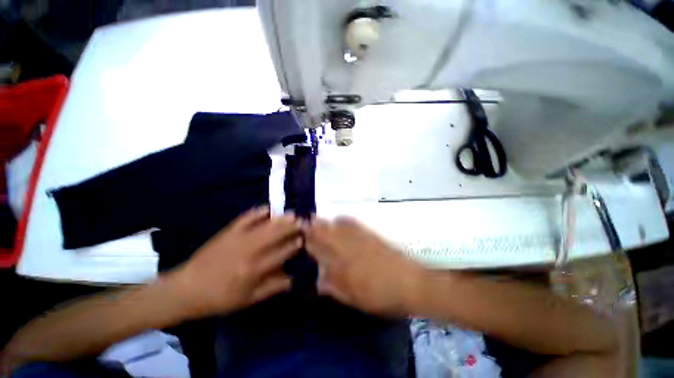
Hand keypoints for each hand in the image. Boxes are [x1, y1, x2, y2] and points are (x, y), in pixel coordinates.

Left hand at [168, 207, 301, 317]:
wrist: (187, 289)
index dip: (293, 245)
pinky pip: (246, 218)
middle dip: (291, 227)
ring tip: (292, 214)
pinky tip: (268, 208)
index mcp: (254, 270)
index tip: (303, 239)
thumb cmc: (220, 298)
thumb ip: (272, 288)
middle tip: (302, 221)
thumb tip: (292, 279)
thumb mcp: (248, 299)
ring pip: (265, 226)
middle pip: (275, 235)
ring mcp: (238, 238)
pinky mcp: (228, 232)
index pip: (280, 253)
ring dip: (280, 219)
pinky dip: (257, 212)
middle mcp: (249, 251)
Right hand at [305, 217, 425, 316]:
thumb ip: (334, 287)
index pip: (319, 250)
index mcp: (340, 264)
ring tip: (317, 218)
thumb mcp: (353, 298)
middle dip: (314, 227)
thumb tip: (319, 281)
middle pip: (326, 233)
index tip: (301, 236)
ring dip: (326, 222)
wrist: (409, 282)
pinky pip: (353, 223)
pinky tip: (340, 218)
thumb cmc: (379, 295)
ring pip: (337, 226)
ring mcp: (359, 239)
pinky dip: (343, 220)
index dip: (309, 242)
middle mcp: (347, 247)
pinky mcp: (370, 235)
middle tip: (305, 222)